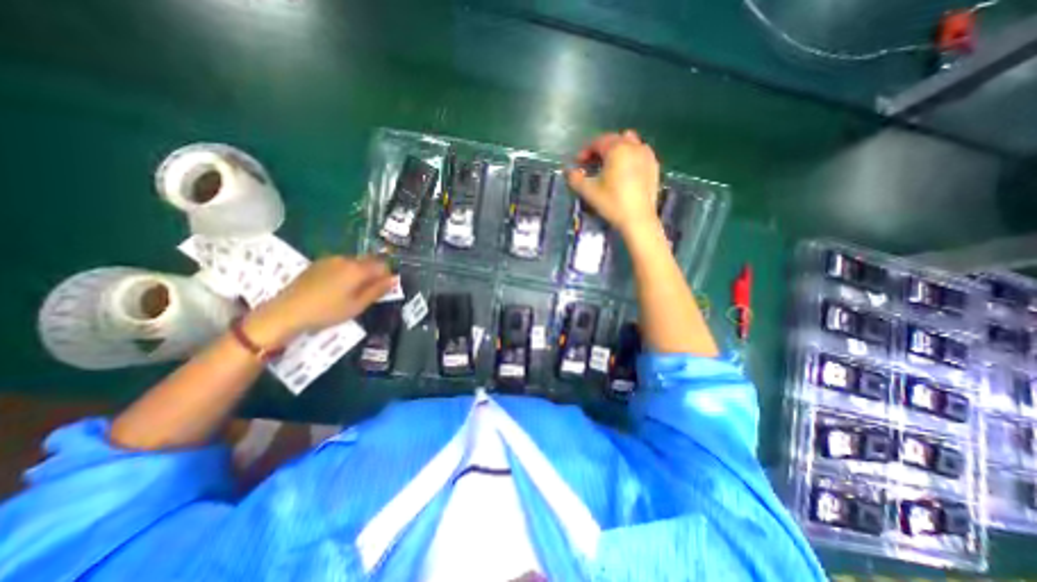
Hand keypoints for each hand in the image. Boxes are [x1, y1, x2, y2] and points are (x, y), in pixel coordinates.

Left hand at [244, 254, 398, 345]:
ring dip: (359, 273)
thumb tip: (394, 279)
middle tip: (368, 292)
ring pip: (355, 262)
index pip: (383, 265)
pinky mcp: (318, 263)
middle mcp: (346, 259)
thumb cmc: (327, 311)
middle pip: (369, 261)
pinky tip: (335, 288)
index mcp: (358, 269)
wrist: (286, 311)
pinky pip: (340, 264)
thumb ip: (377, 290)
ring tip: (350, 291)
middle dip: (374, 273)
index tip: (382, 290)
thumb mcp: (357, 305)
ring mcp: (330, 259)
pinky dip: (345, 272)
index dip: (387, 276)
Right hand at [563, 130, 659, 236]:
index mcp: (617, 149)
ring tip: (609, 164)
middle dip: (600, 149)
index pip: (598, 142)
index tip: (578, 163)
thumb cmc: (612, 203)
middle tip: (591, 163)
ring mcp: (647, 155)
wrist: (638, 219)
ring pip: (629, 143)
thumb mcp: (589, 191)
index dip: (585, 151)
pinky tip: (624, 170)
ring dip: (616, 149)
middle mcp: (633, 146)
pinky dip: (630, 156)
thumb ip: (575, 178)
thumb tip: (569, 171)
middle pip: (614, 140)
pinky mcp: (654, 166)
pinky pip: (640, 152)